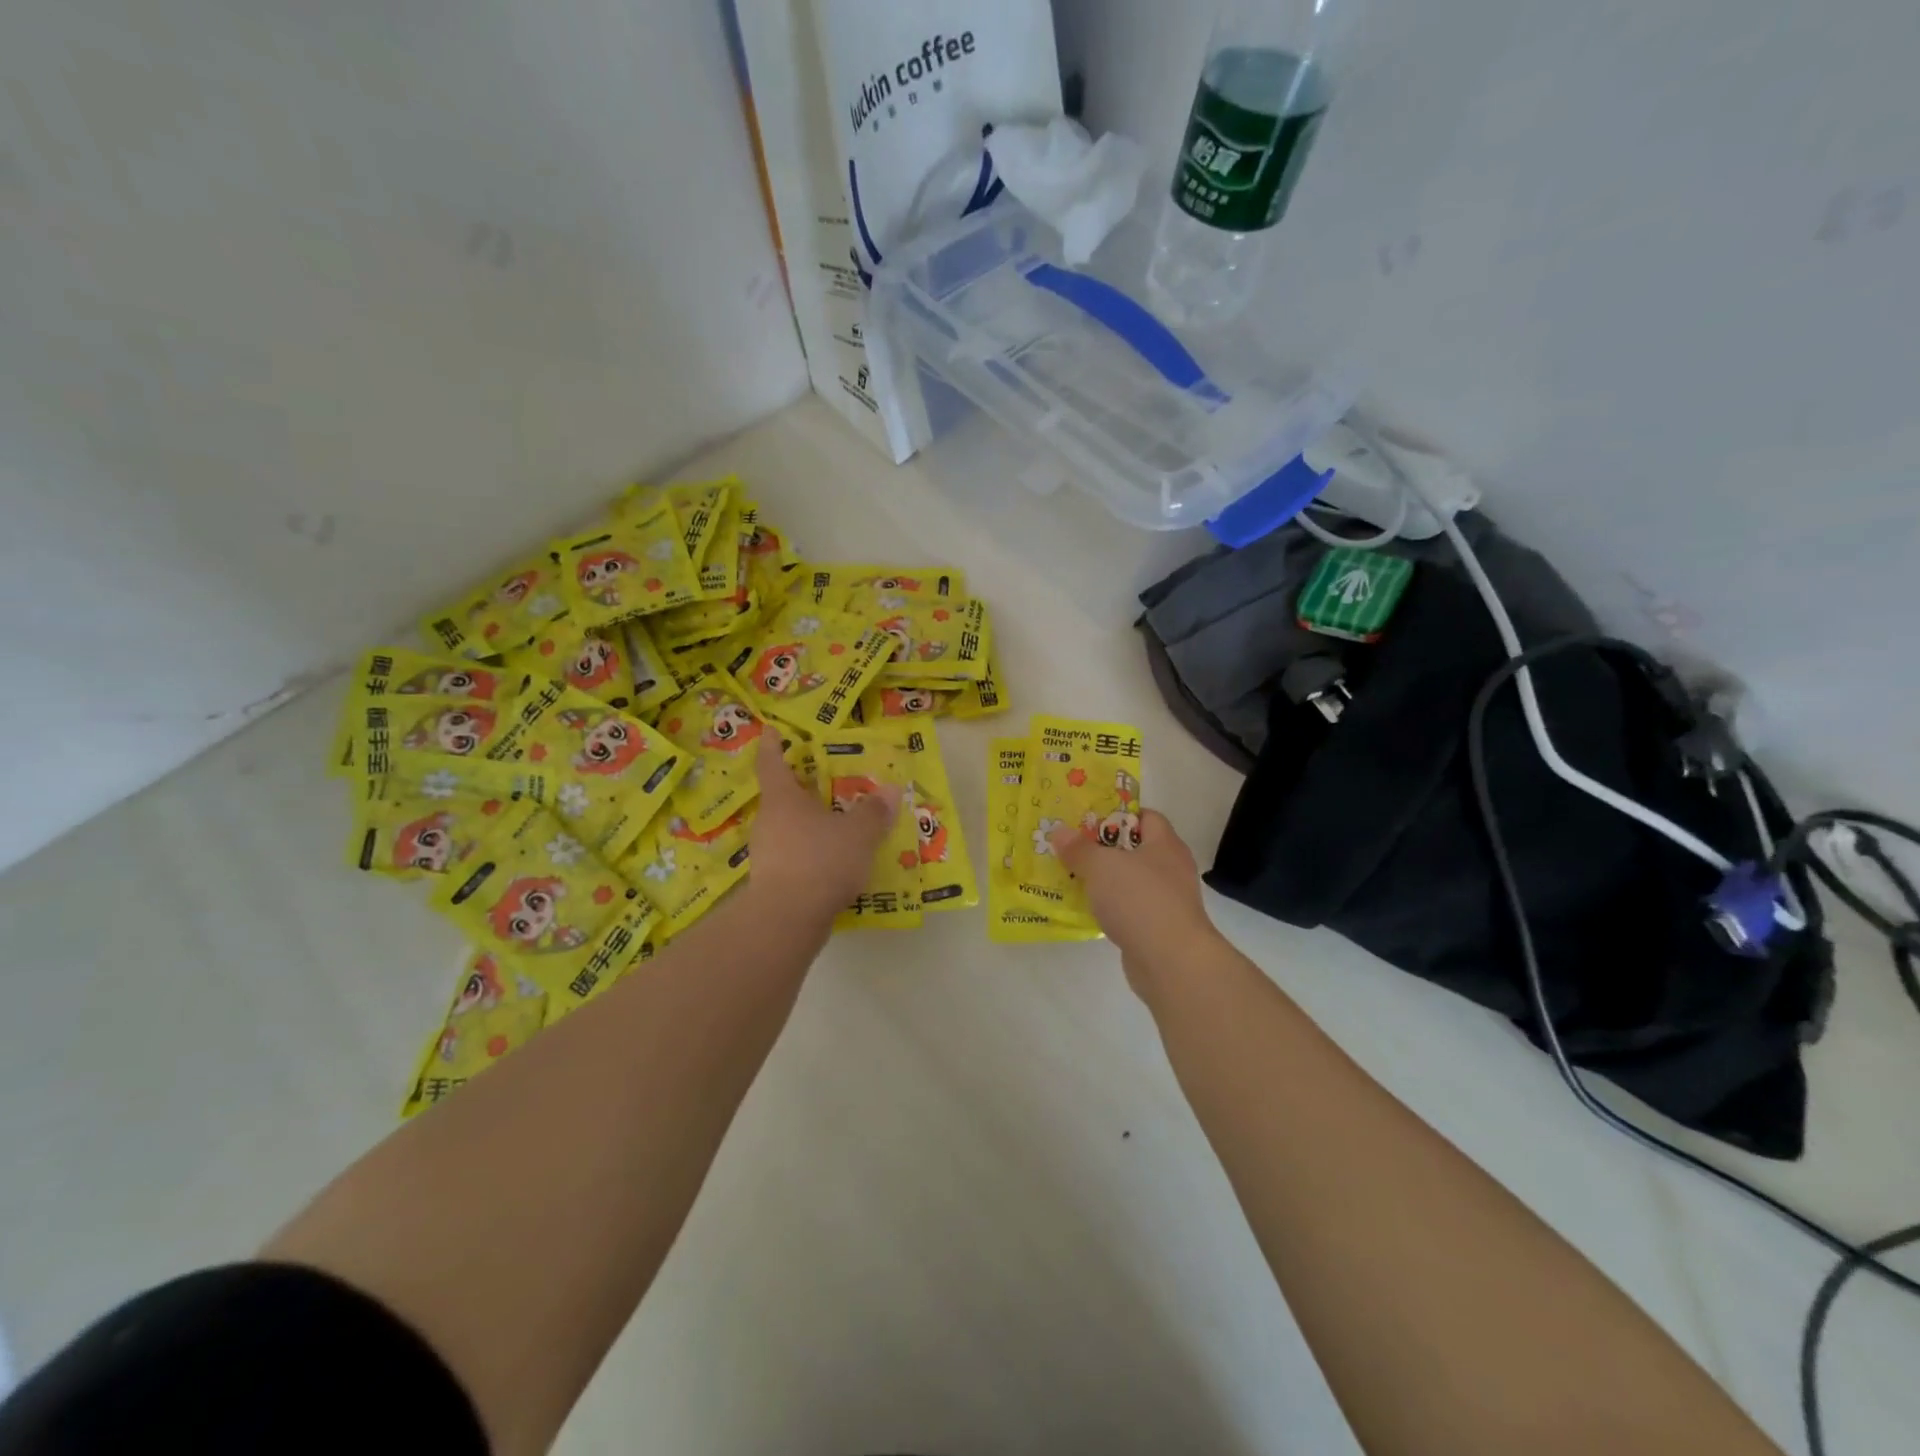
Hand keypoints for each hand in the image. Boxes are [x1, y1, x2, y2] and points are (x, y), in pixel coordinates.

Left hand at [749, 741, 900, 914]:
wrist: (787, 920)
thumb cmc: (820, 861)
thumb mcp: (858, 833)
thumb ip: (873, 811)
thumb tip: (889, 790)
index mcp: (783, 799)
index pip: (772, 763)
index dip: (772, 745)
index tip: (771, 730)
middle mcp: (769, 822)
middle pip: (782, 798)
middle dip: (803, 790)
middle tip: (826, 784)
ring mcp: (767, 854)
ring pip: (789, 829)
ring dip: (809, 826)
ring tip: (838, 826)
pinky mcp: (772, 882)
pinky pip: (794, 857)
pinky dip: (811, 854)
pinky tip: (833, 864)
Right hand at [1049, 811, 1221, 998]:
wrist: (1172, 962)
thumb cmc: (1140, 900)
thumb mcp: (1101, 866)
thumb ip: (1079, 848)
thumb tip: (1059, 831)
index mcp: (1165, 844)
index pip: (1146, 816)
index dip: (1117, 814)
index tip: (1087, 821)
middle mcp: (1171, 868)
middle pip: (1135, 849)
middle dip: (1103, 849)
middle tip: (1072, 849)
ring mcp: (1168, 901)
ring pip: (1130, 881)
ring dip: (1104, 881)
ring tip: (1072, 878)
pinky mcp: (1159, 928)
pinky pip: (1129, 909)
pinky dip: (1110, 908)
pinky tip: (1087, 911)